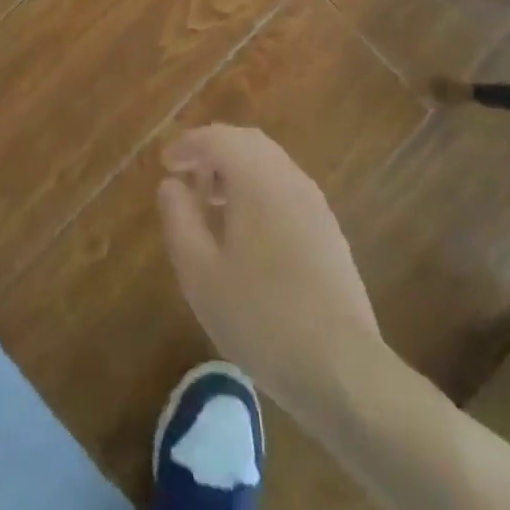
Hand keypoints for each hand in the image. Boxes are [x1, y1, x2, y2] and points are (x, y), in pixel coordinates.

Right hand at [158, 125, 382, 413]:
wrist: (343, 370)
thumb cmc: (260, 317)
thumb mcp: (199, 273)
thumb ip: (179, 218)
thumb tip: (171, 185)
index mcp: (256, 179)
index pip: (217, 138)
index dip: (186, 144)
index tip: (165, 164)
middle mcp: (289, 179)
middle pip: (246, 141)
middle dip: (213, 150)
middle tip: (187, 176)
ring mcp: (315, 204)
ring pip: (270, 163)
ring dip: (237, 169)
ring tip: (212, 204)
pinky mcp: (329, 232)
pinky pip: (286, 188)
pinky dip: (259, 189)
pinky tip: (247, 231)